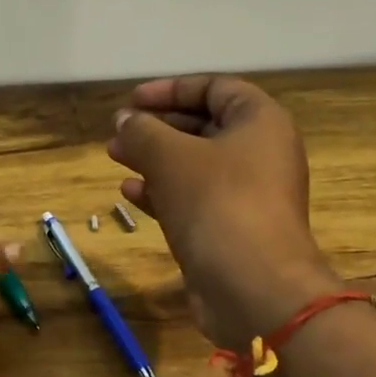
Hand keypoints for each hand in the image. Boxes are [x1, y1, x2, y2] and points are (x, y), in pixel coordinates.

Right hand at [108, 75, 338, 347]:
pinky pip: (194, 199)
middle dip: (157, 126)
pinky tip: (130, 193)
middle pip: (204, 126)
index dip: (171, 89)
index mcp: (260, 123)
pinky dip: (163, 192)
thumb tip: (124, 120)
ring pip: (194, 165)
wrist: (254, 288)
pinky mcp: (231, 229)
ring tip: (115, 157)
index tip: (132, 101)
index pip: (215, 88)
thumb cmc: (217, 204)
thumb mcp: (171, 156)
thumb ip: (142, 131)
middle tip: (119, 132)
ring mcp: (247, 195)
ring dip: (154, 159)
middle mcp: (260, 154)